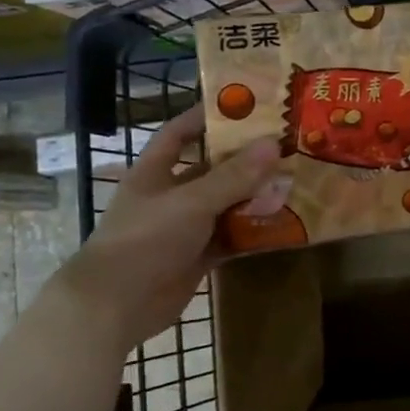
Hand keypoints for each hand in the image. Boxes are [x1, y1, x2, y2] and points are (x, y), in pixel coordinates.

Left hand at [49, 104, 281, 351]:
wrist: (116, 304)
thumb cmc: (145, 240)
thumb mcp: (192, 202)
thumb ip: (233, 176)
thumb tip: (273, 144)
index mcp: (155, 173)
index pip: (178, 134)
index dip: (204, 118)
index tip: (242, 106)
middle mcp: (170, 196)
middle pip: (211, 170)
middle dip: (244, 161)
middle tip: (285, 146)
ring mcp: (184, 229)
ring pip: (225, 206)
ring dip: (254, 198)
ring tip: (293, 182)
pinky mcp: (197, 257)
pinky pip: (231, 239)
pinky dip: (253, 233)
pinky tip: (283, 224)